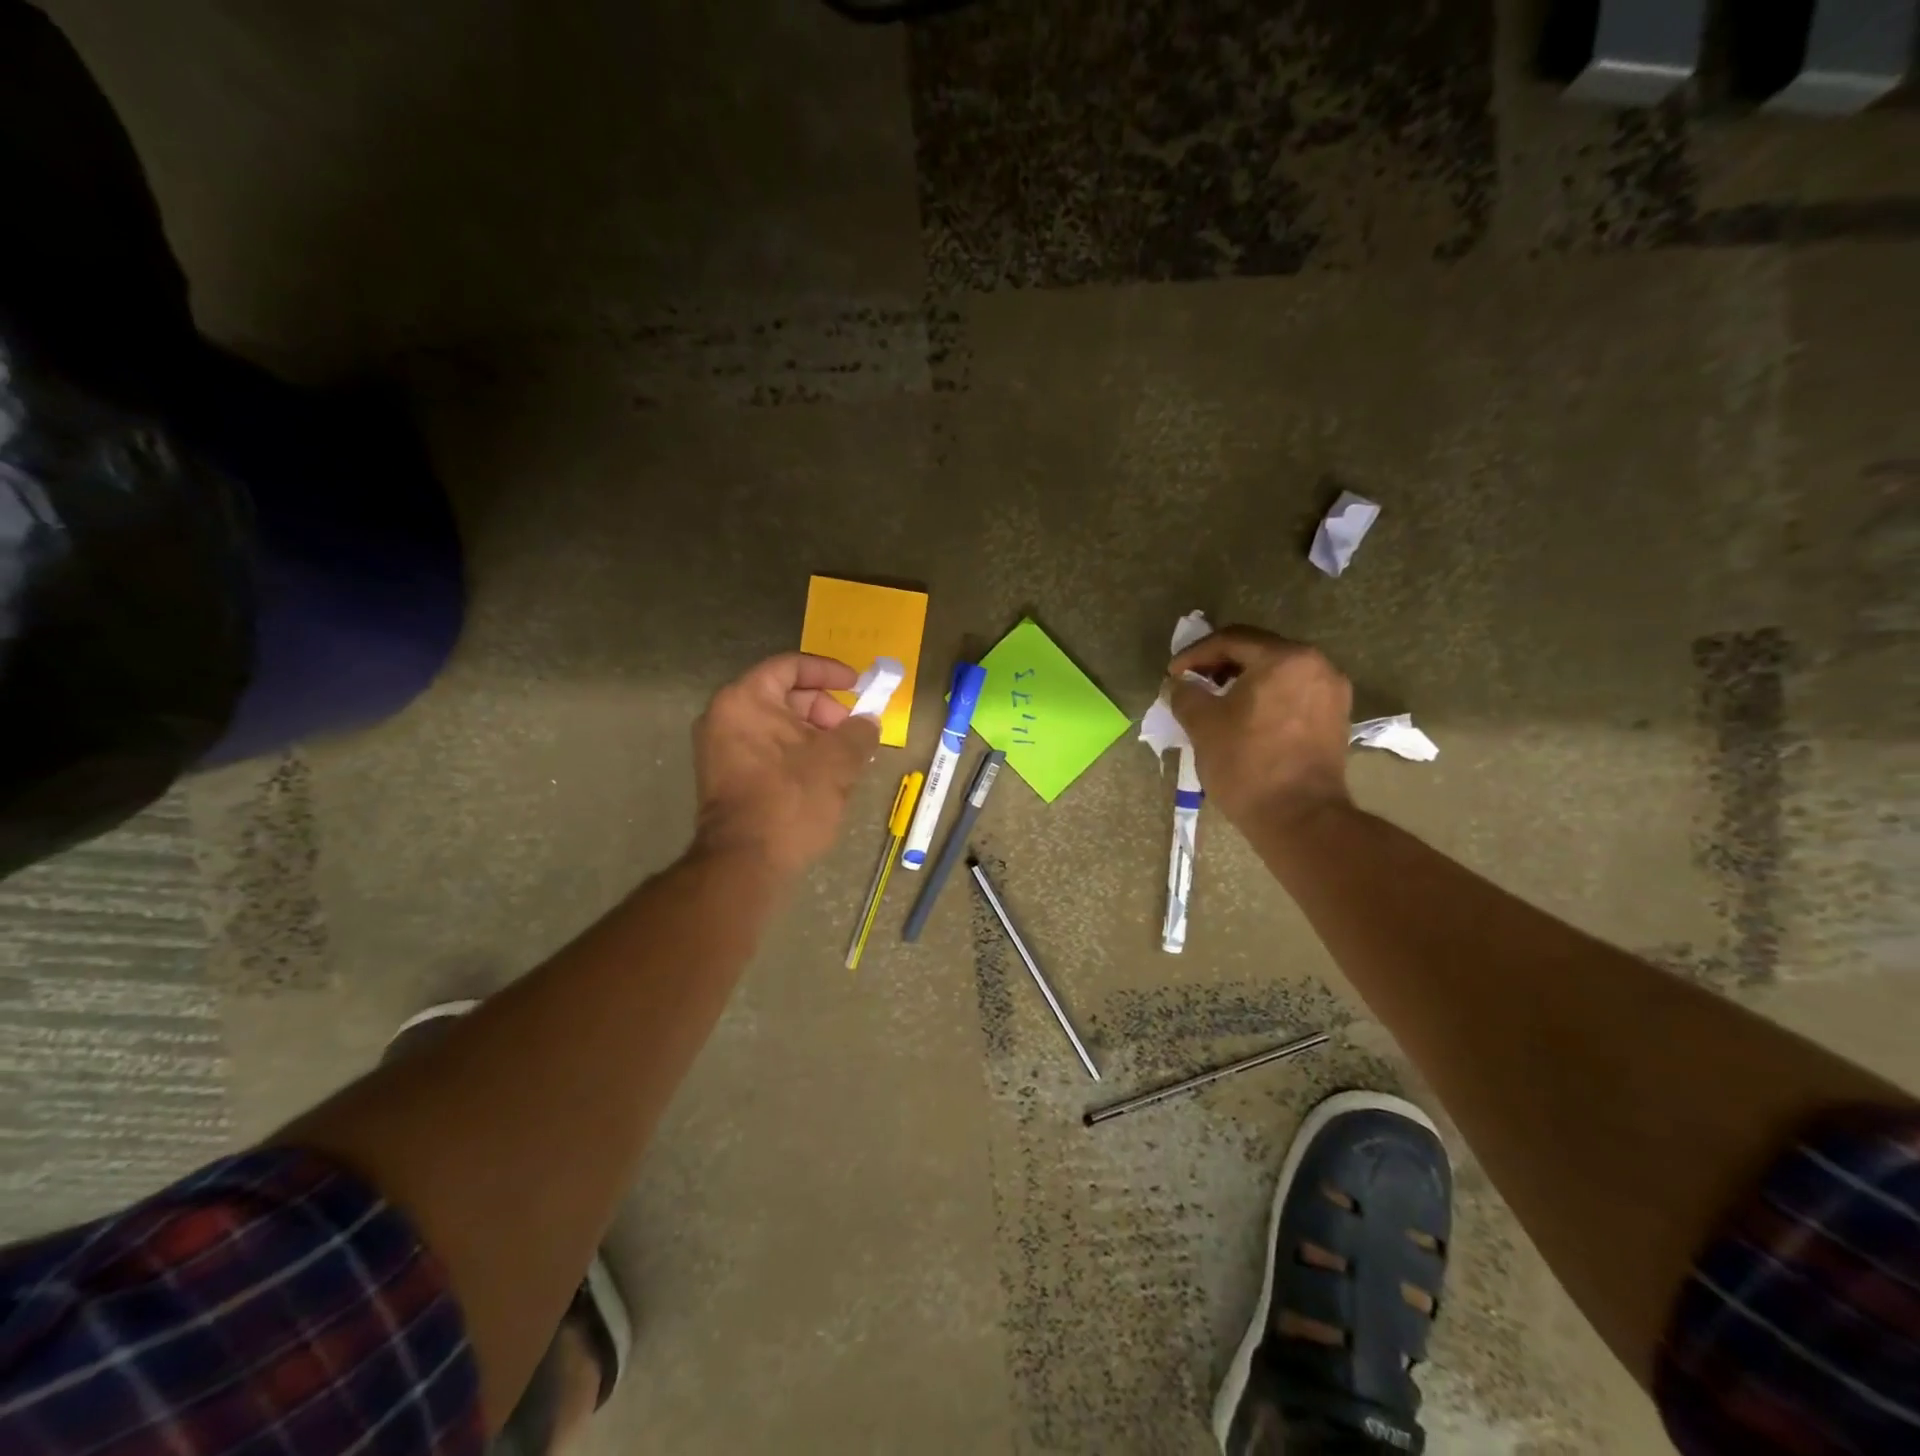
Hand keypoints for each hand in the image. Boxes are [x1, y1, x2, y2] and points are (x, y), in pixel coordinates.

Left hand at [692, 653, 880, 876]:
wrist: (745, 862)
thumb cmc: (791, 799)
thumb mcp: (838, 761)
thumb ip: (859, 732)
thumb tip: (868, 723)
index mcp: (745, 700)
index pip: (791, 666)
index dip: (829, 671)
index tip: (858, 686)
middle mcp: (723, 717)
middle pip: (783, 696)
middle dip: (825, 710)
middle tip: (854, 731)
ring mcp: (719, 749)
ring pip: (777, 727)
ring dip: (814, 735)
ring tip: (845, 759)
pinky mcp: (724, 778)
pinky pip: (766, 750)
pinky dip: (795, 753)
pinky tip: (823, 777)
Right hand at [1168, 627, 1352, 827]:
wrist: (1299, 818)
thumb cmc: (1246, 763)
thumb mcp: (1202, 724)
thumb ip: (1186, 694)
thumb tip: (1179, 685)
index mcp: (1285, 658)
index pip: (1231, 640)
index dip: (1195, 654)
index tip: (1173, 675)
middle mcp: (1317, 665)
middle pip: (1259, 652)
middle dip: (1220, 665)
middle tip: (1192, 683)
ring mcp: (1332, 693)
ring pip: (1278, 673)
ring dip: (1243, 681)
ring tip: (1215, 701)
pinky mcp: (1335, 719)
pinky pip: (1293, 694)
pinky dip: (1266, 698)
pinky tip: (1245, 718)